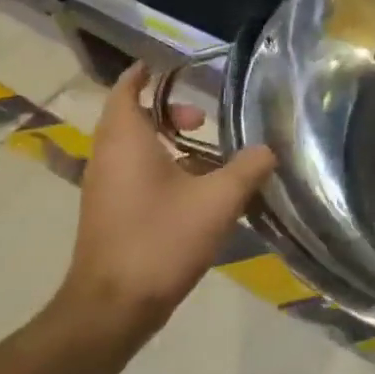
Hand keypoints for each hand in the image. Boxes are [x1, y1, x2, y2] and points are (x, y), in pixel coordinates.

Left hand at [55, 62, 275, 343]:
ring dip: (167, 140)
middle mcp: (108, 157)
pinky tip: (197, 189)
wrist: (113, 308)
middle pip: (132, 116)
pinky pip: (134, 172)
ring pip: (134, 147)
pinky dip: (162, 165)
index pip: (128, 89)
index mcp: (126, 141)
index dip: (147, 73)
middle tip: (203, 118)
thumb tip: (268, 149)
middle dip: (168, 110)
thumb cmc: (161, 241)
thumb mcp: (219, 200)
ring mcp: (106, 187)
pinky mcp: (111, 212)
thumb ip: (249, 167)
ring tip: (208, 152)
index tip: (175, 65)